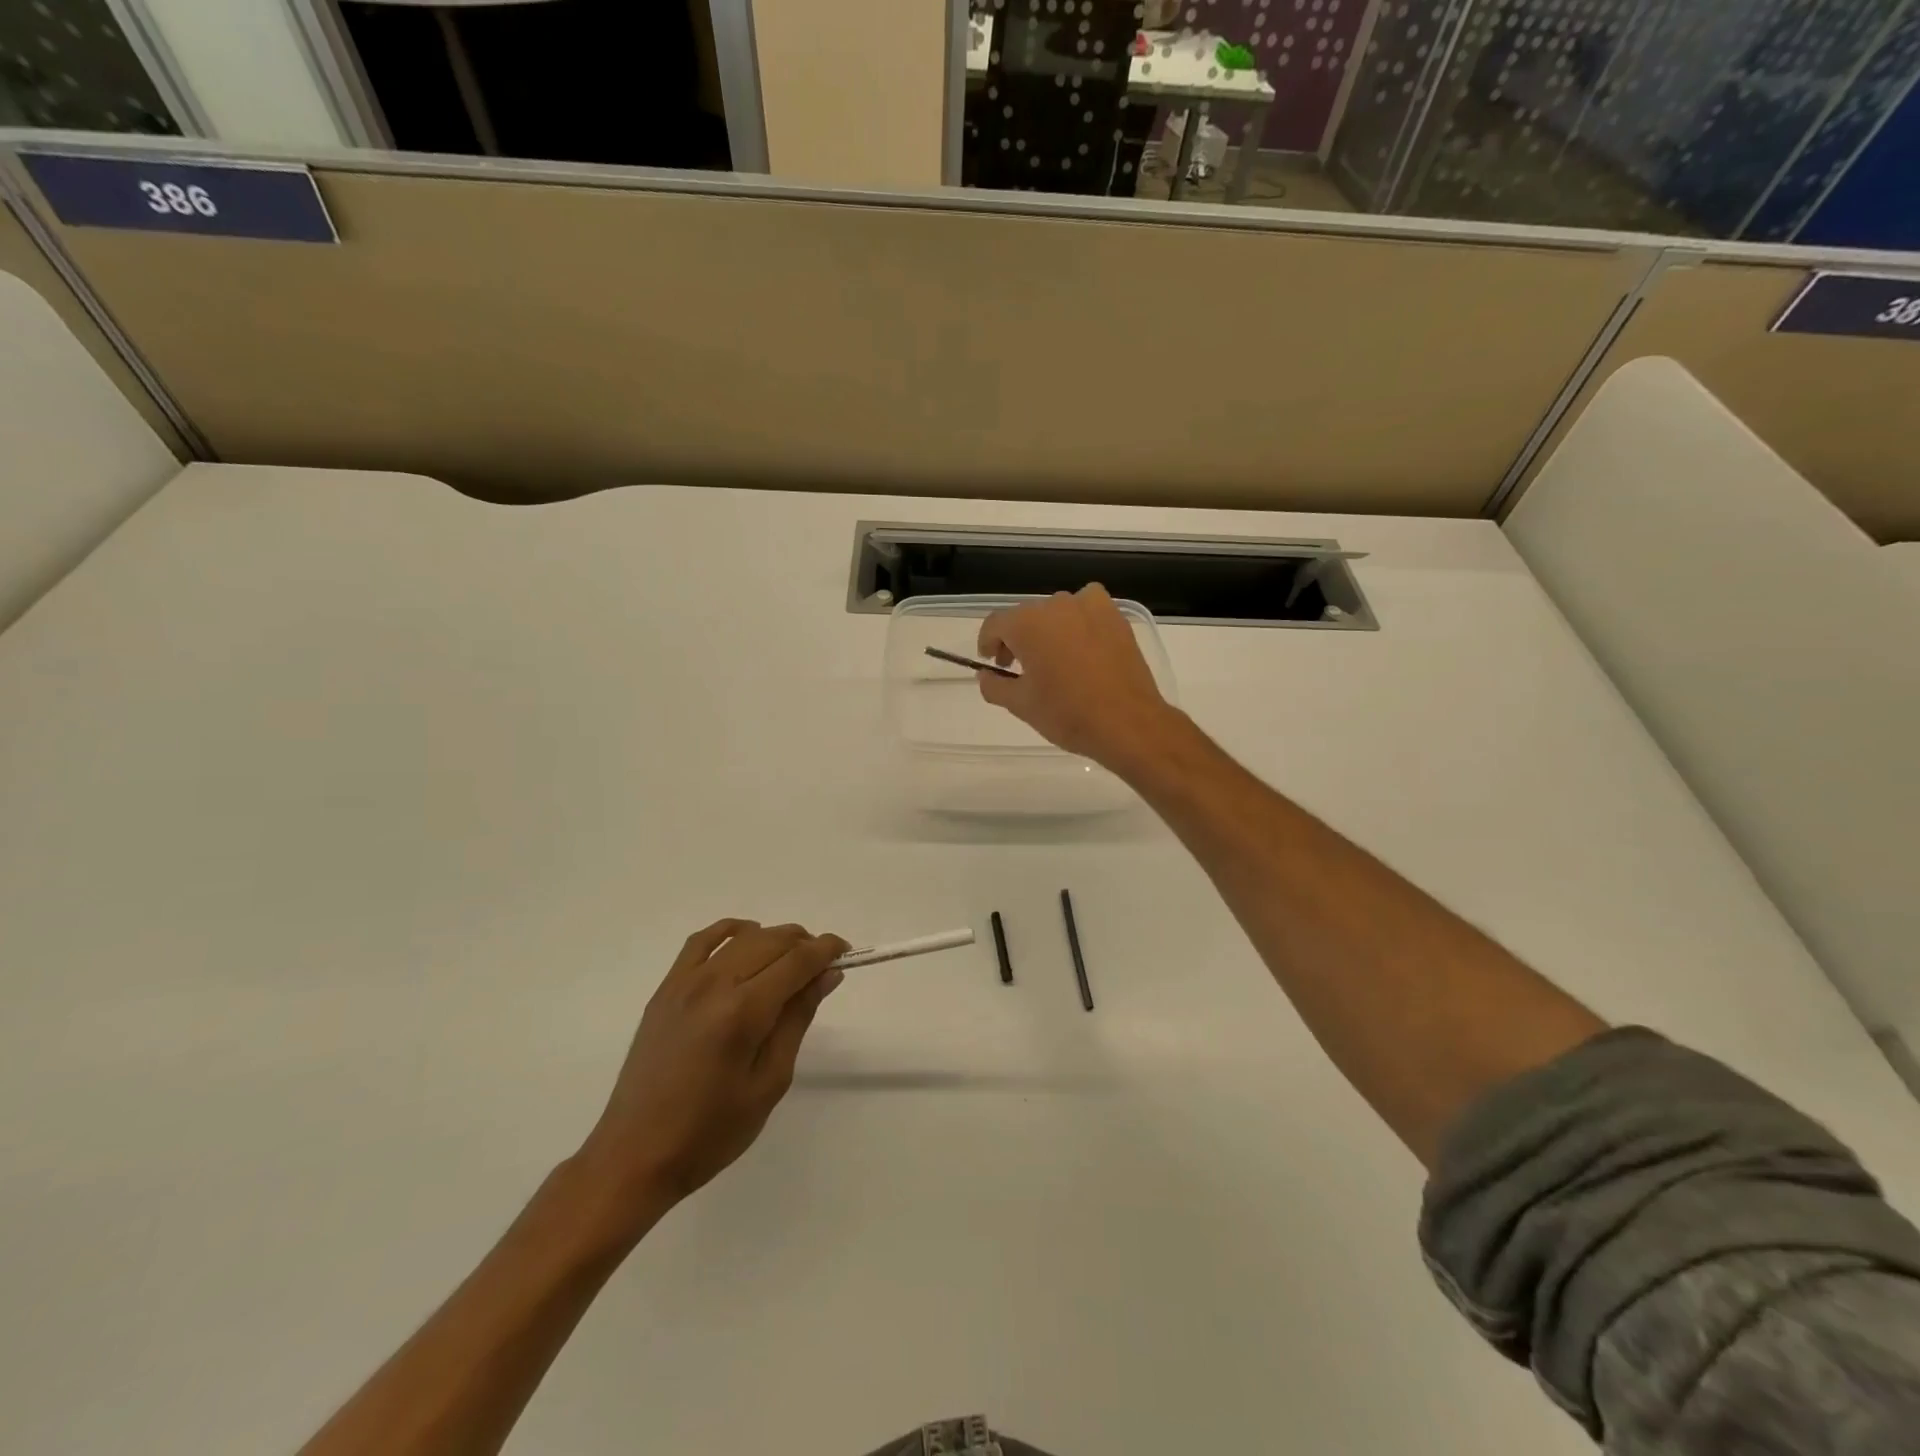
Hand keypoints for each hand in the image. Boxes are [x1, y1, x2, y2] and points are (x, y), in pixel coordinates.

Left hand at [576, 920, 847, 1221]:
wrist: (636, 1155)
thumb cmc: (712, 1131)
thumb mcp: (770, 1081)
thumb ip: (798, 1019)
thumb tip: (827, 975)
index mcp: (743, 1012)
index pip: (797, 961)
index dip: (827, 950)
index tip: (846, 952)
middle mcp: (714, 985)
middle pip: (772, 941)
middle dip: (805, 944)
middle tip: (823, 966)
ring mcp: (685, 983)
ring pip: (742, 937)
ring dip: (774, 938)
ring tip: (791, 958)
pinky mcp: (666, 989)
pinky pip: (701, 941)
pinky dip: (730, 931)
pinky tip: (746, 937)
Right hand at [976, 584, 1177, 770]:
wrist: (1128, 723)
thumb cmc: (1067, 714)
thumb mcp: (1020, 704)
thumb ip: (994, 685)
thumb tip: (985, 675)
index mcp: (1027, 623)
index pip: (995, 624)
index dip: (988, 643)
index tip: (992, 663)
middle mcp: (1057, 605)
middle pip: (1027, 617)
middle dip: (1018, 640)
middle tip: (1020, 670)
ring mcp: (1091, 607)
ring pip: (1057, 613)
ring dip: (1048, 632)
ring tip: (1054, 662)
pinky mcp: (1116, 618)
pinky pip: (1087, 613)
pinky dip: (1078, 626)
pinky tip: (1082, 651)